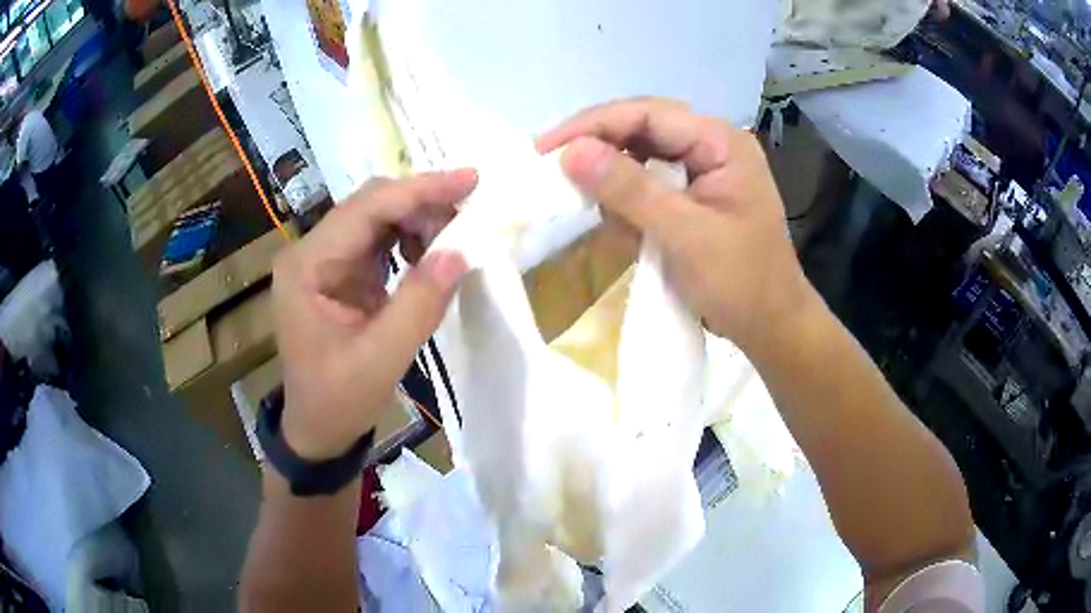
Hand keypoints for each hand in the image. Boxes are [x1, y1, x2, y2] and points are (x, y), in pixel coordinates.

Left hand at [271, 170, 476, 460]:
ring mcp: (324, 260)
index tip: (470, 179)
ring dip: (419, 222)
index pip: (364, 209)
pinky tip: (431, 257)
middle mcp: (310, 252)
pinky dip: (411, 241)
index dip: (418, 190)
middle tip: (469, 218)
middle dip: (422, 204)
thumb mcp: (382, 358)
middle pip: (370, 205)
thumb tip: (462, 250)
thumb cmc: (339, 400)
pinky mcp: (340, 273)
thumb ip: (421, 303)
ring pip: (377, 218)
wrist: (318, 429)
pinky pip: (379, 241)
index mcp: (306, 267)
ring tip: (454, 243)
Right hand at [537, 98, 815, 351]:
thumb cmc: (741, 282)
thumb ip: (630, 190)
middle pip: (643, 126)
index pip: (647, 113)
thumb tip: (571, 152)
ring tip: (570, 184)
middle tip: (549, 164)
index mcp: (720, 142)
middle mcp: (712, 144)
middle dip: (597, 143)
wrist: (772, 326)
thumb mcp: (685, 235)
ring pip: (643, 152)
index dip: (593, 125)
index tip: (546, 149)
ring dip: (608, 167)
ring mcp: (705, 169)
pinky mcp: (696, 194)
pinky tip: (603, 205)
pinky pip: (651, 179)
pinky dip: (624, 191)